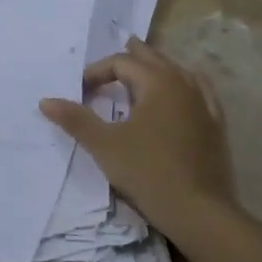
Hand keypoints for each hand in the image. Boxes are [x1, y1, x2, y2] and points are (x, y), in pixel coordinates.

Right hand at [38, 37, 237, 238]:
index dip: (97, 72)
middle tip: (119, 51)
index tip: (80, 90)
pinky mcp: (215, 124)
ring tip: (145, 68)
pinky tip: (184, 91)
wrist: (199, 210)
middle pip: (154, 59)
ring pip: (179, 72)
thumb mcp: (105, 145)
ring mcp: (204, 103)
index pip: (121, 63)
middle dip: (132, 56)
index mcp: (157, 82)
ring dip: (158, 67)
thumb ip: (76, 120)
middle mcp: (183, 83)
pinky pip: (200, 91)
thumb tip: (45, 101)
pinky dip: (184, 85)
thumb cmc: (148, 172)